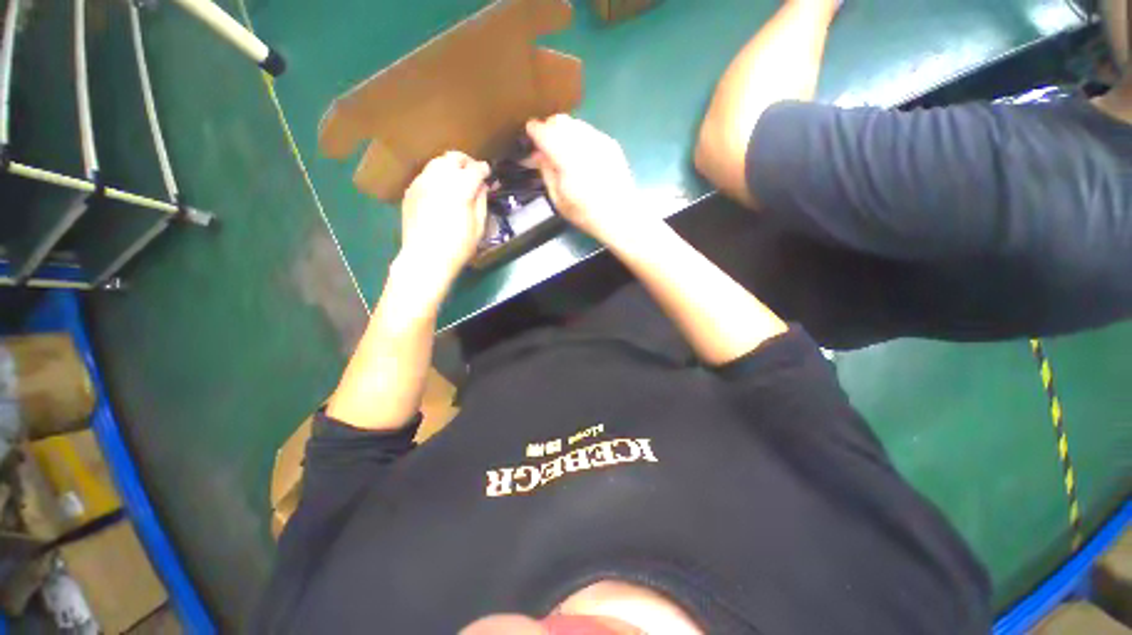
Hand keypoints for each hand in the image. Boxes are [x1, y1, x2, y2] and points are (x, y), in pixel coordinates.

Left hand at [399, 151, 489, 287]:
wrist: (425, 258)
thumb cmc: (458, 247)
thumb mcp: (479, 227)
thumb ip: (481, 201)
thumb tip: (482, 185)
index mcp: (460, 189)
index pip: (475, 169)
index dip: (484, 170)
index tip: (488, 174)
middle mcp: (439, 179)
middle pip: (453, 158)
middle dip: (466, 162)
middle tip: (473, 173)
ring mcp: (421, 183)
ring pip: (437, 162)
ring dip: (450, 167)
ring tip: (457, 180)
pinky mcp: (410, 190)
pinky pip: (426, 174)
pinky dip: (437, 176)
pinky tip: (441, 191)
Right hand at [526, 115, 648, 245]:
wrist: (621, 216)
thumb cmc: (586, 214)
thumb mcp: (558, 200)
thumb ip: (546, 172)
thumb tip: (538, 154)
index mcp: (567, 159)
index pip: (544, 132)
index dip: (533, 130)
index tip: (529, 134)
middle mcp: (583, 143)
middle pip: (560, 121)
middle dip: (549, 128)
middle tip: (544, 144)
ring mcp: (600, 141)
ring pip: (575, 123)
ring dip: (564, 131)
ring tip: (562, 150)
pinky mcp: (611, 143)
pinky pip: (588, 131)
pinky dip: (579, 137)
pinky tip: (580, 155)